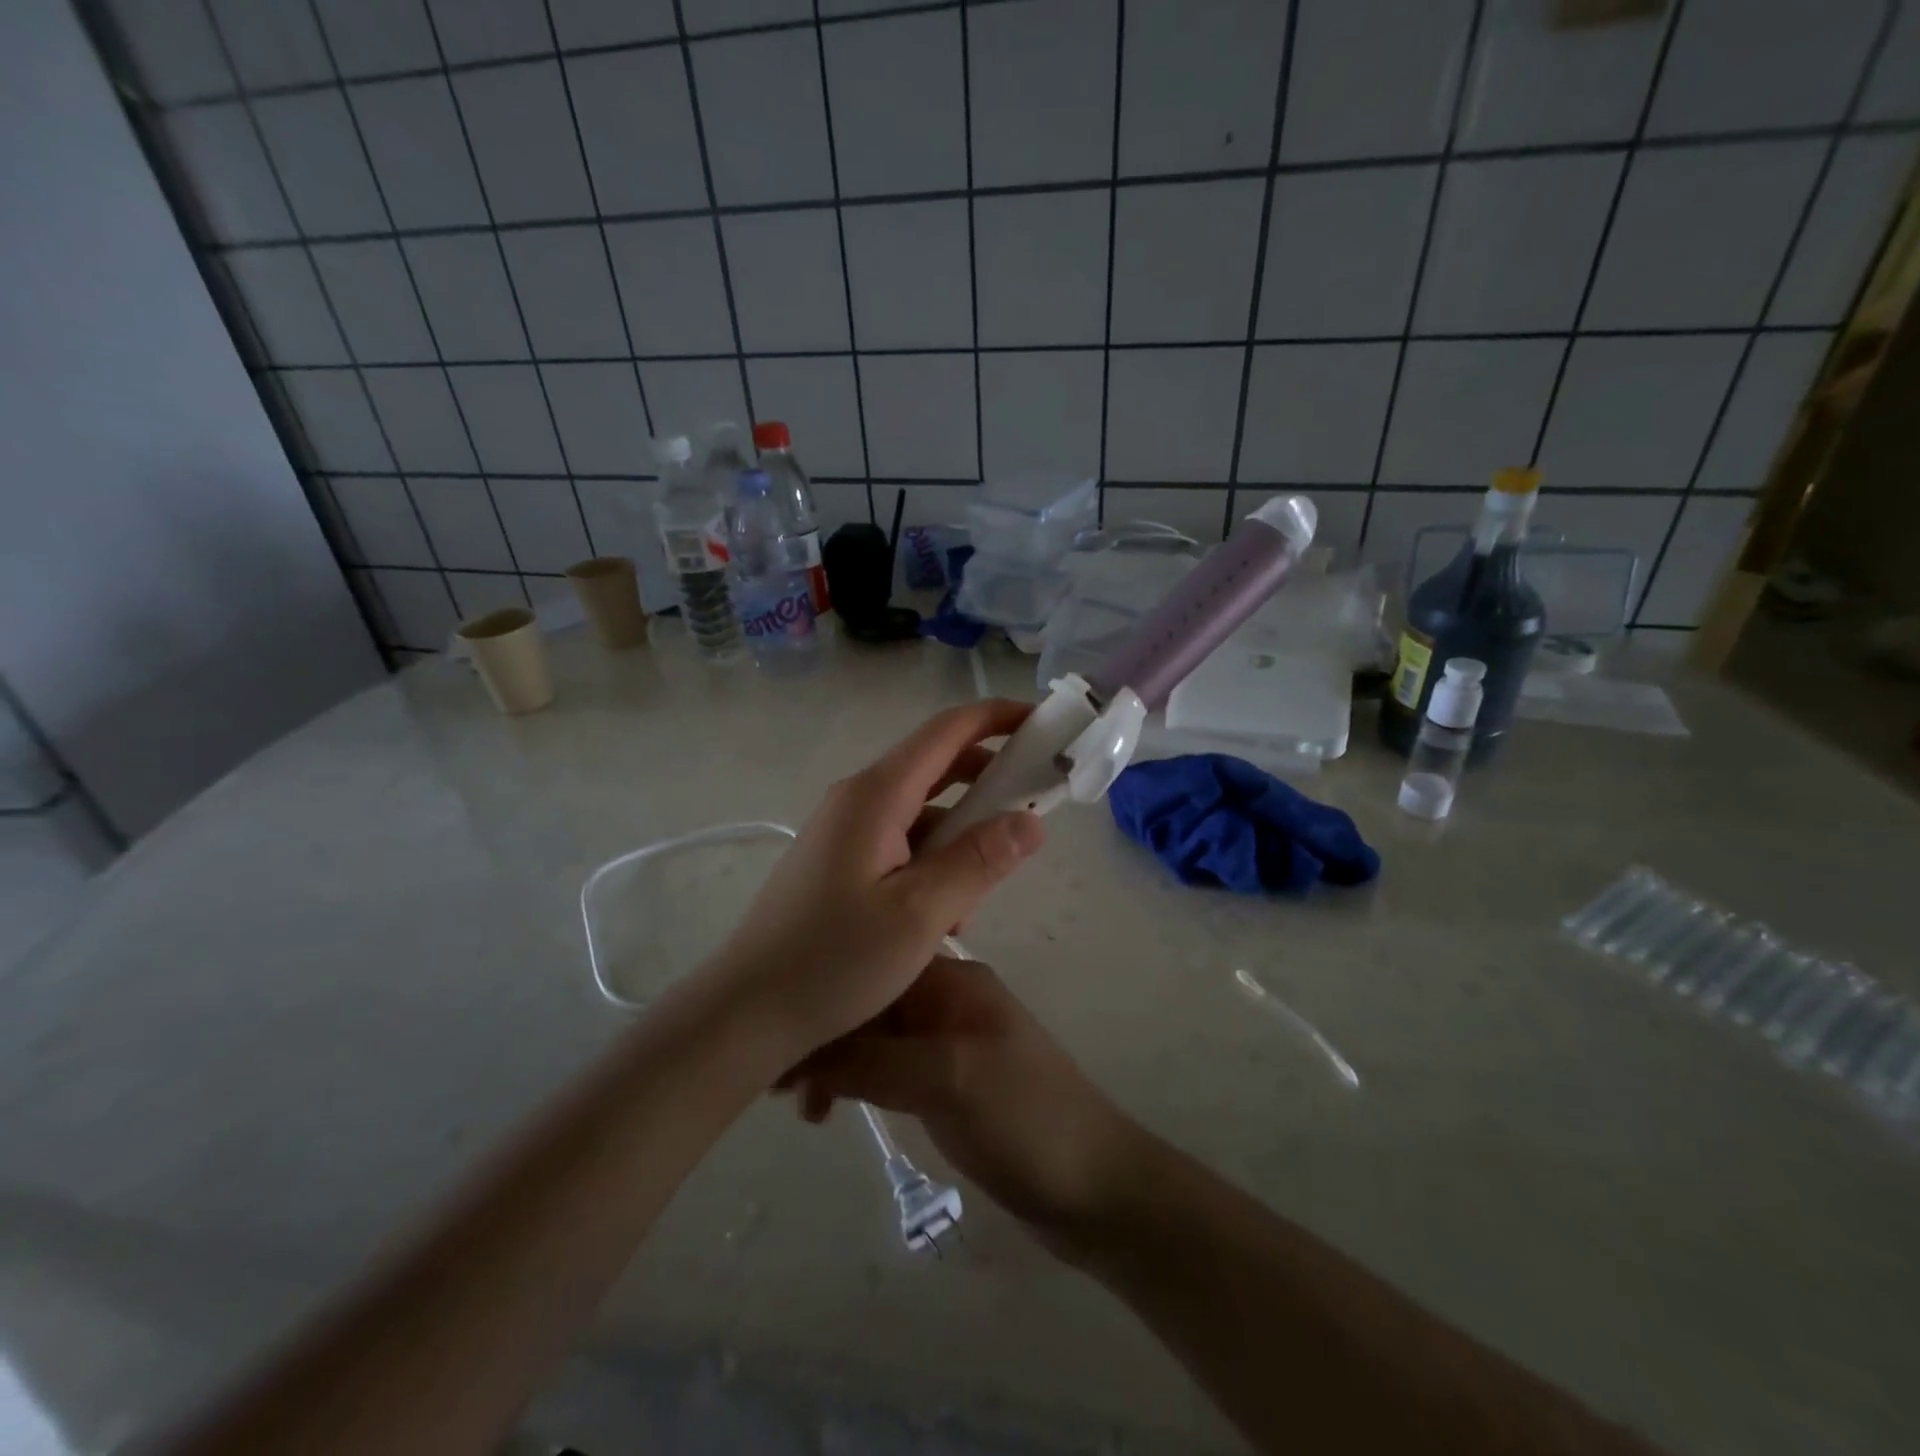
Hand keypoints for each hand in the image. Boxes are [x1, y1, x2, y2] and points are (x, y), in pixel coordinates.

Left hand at [698, 701, 1045, 1065]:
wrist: (746, 1011)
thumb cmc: (834, 961)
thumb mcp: (920, 914)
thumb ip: (979, 861)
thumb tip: (1032, 820)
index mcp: (876, 795)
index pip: (947, 731)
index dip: (998, 718)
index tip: (1045, 725)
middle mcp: (858, 799)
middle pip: (936, 766)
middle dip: (989, 780)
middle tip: (1036, 808)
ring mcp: (845, 830)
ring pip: (922, 812)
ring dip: (961, 837)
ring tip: (980, 894)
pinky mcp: (839, 861)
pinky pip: (901, 843)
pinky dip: (933, 862)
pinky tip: (942, 916)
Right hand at [780, 956, 1139, 1242]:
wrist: (1096, 1187)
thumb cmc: (1026, 1118)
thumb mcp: (949, 1079)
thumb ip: (875, 1060)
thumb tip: (802, 1054)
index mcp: (952, 981)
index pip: (874, 967)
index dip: (827, 994)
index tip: (779, 1034)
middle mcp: (946, 1002)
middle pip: (870, 1001)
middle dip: (825, 1032)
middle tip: (778, 1082)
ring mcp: (946, 1044)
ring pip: (874, 1037)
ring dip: (836, 1061)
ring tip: (801, 1106)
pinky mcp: (944, 1084)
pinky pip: (887, 1070)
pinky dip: (856, 1082)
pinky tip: (830, 1108)